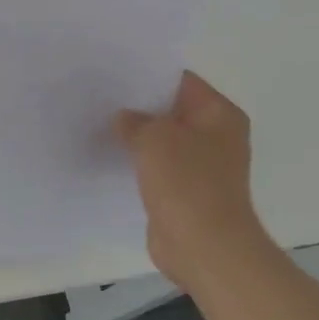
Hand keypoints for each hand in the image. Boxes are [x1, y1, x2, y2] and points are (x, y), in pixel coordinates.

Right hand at [114, 72, 274, 290]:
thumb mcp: (155, 138)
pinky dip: (138, 162)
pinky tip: (109, 156)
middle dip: (138, 106)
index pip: (181, 81)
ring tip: (98, 123)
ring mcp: (202, 166)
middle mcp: (216, 136)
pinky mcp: (185, 191)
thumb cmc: (187, 183)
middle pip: (171, 110)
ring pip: (163, 140)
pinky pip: (157, 167)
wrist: (204, 247)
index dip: (147, 75)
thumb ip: (135, 120)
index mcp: (220, 114)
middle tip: (99, 97)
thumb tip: (125, 119)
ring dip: (136, 136)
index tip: (113, 72)